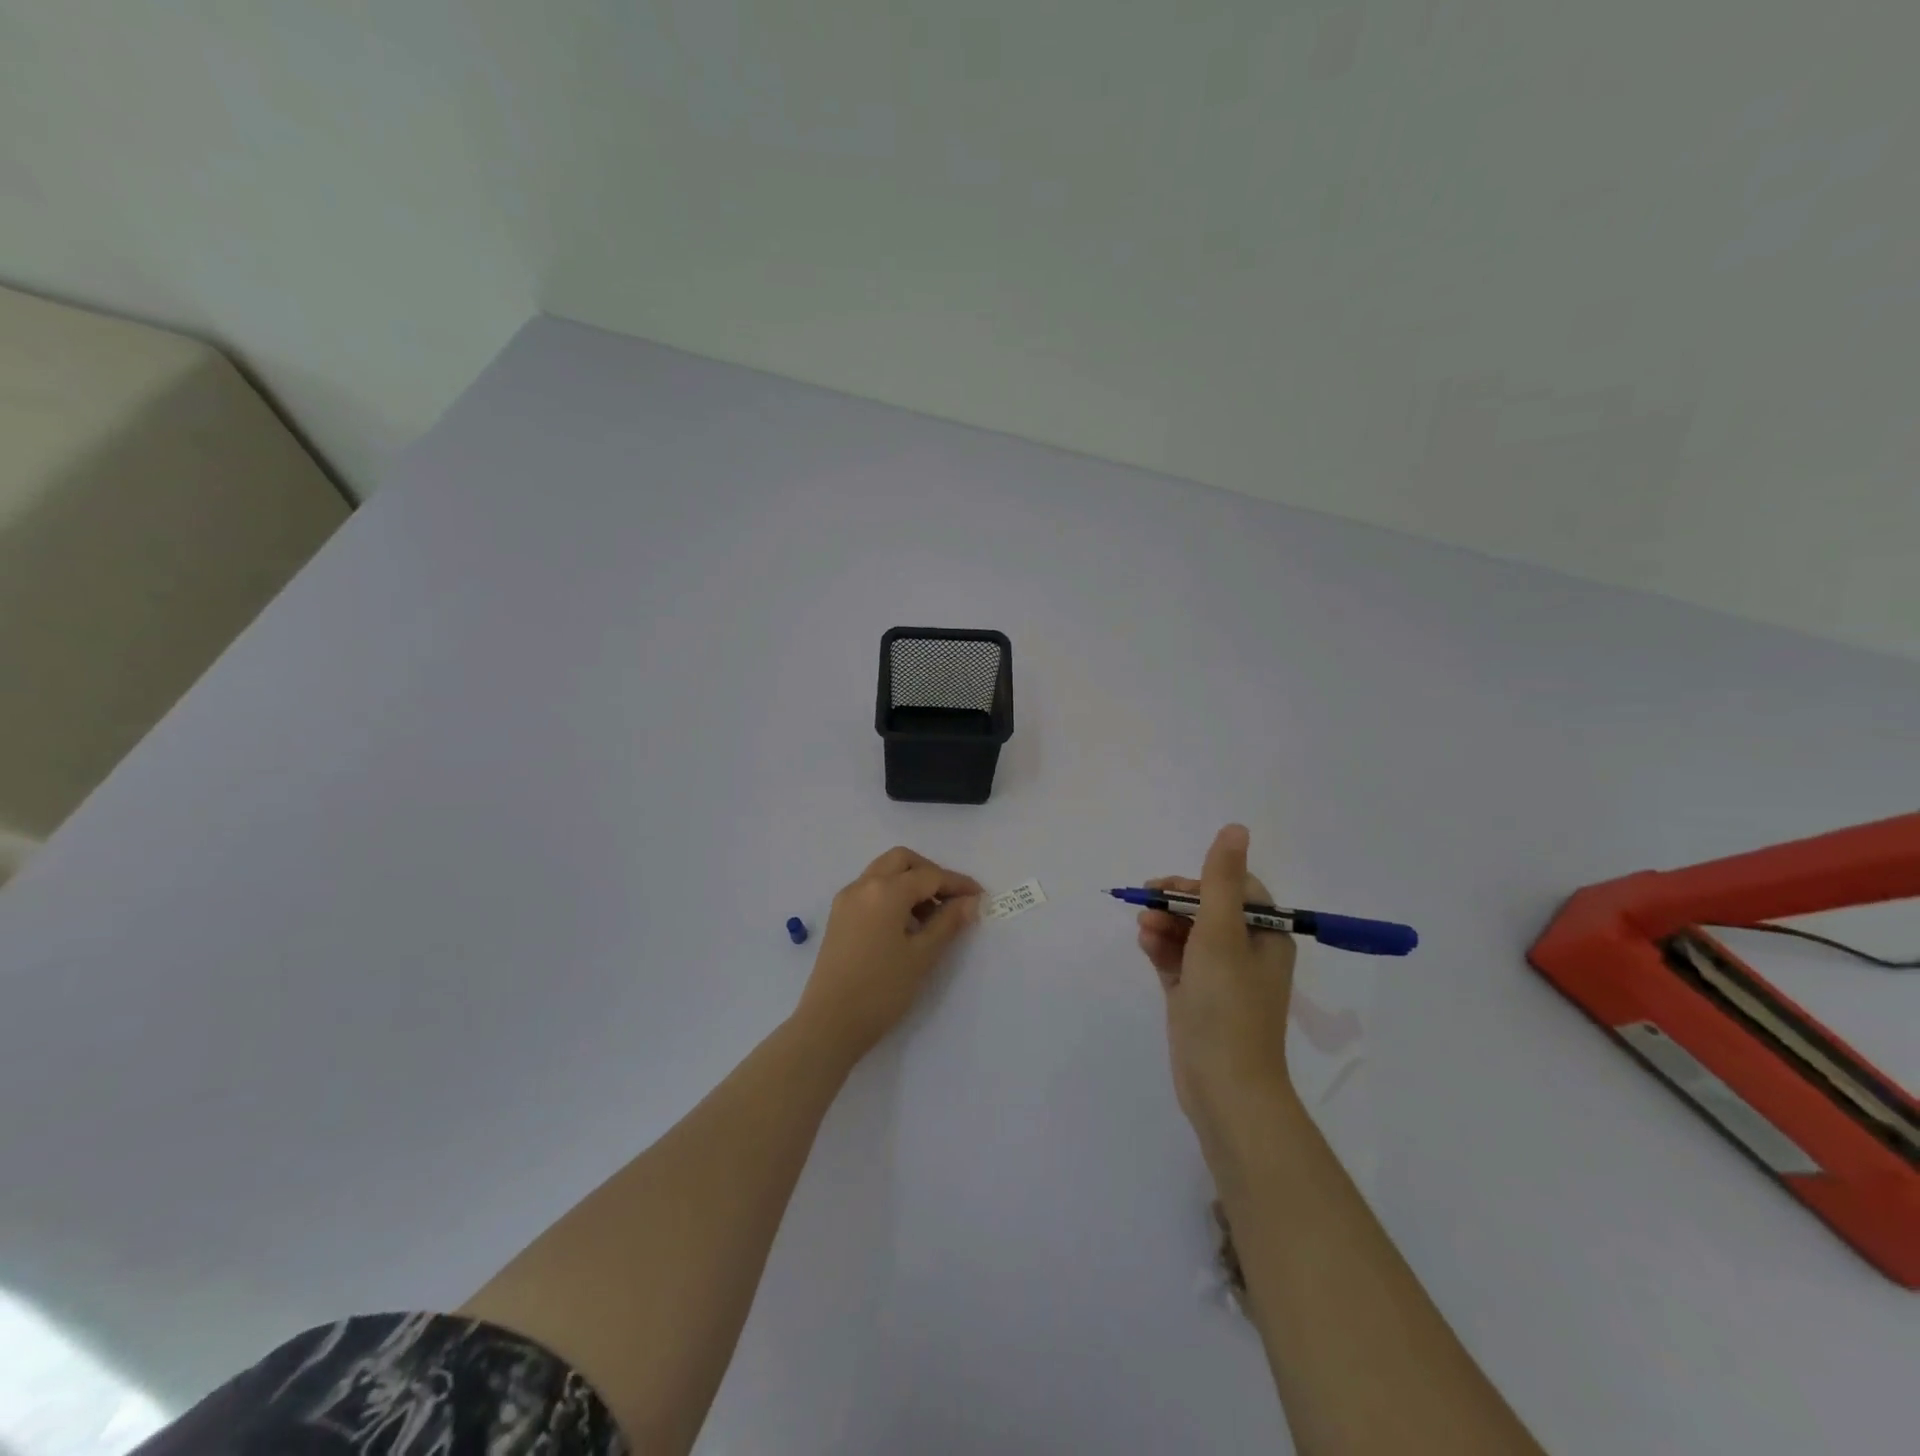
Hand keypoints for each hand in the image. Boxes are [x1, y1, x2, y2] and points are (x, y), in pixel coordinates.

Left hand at [796, 847, 982, 1062]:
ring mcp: (847, 899)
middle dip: (930, 872)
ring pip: (883, 872)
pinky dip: (892, 894)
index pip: (930, 876)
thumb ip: (948, 922)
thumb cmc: (881, 990)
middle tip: (951, 900)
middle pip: (902, 861)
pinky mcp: (839, 916)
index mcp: (885, 891)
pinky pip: (870, 889)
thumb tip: (969, 901)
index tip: (980, 897)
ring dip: (910, 882)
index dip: (958, 884)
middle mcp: (863, 885)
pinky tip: (905, 924)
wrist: (829, 1024)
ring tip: (931, 916)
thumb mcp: (922, 956)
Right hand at [1136, 824, 1297, 1160]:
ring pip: (1189, 934)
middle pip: (1209, 910)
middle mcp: (1248, 953)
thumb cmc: (1227, 1004)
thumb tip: (1235, 827)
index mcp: (1267, 937)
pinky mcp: (1198, 997)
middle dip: (1176, 903)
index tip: (1172, 887)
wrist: (1223, 1087)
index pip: (1237, 889)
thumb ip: (1221, 880)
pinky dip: (1162, 950)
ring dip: (1165, 925)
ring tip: (1144, 930)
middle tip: (1147, 903)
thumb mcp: (1221, 934)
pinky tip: (1146, 946)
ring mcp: (1221, 977)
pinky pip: (1178, 961)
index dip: (1203, 881)